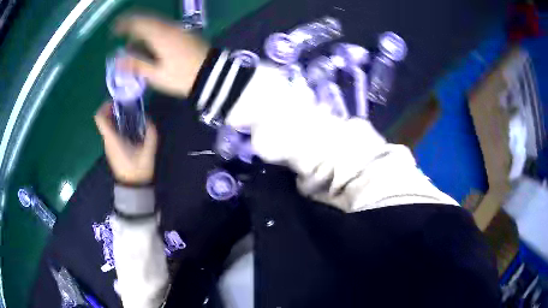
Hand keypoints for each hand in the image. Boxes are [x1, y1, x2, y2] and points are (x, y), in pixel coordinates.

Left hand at [94, 102, 157, 184]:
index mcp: (112, 139)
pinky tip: (129, 128)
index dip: (104, 106)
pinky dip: (117, 127)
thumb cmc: (138, 169)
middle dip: (112, 110)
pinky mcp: (112, 151)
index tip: (115, 102)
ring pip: (107, 127)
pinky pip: (111, 134)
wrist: (133, 187)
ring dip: (115, 118)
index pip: (99, 119)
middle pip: (103, 121)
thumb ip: (150, 131)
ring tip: (129, 115)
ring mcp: (109, 147)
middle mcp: (107, 141)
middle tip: (125, 106)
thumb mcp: (148, 149)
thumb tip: (147, 117)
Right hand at [115, 14, 209, 96]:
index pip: (138, 22)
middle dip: (132, 25)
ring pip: (155, 23)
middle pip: (147, 19)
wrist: (213, 74)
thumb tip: (118, 59)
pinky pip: (163, 27)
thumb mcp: (156, 74)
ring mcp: (178, 28)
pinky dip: (152, 32)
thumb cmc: (182, 76)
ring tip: (132, 43)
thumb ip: (137, 64)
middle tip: (120, 33)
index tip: (114, 27)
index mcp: (159, 34)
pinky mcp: (184, 32)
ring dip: (142, 29)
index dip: (124, 23)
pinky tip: (148, 43)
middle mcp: (168, 26)